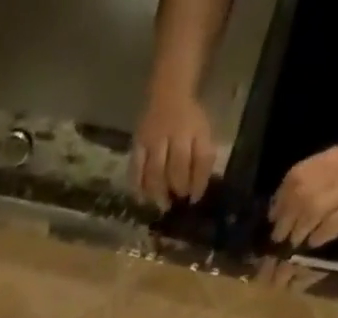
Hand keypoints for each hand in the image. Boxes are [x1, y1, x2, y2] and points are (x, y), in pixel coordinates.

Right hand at [131, 88, 216, 209]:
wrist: (168, 94)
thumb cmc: (188, 121)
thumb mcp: (202, 133)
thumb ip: (202, 160)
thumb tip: (195, 193)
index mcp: (196, 130)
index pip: (202, 157)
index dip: (199, 182)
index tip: (194, 198)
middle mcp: (175, 132)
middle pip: (177, 166)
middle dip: (178, 187)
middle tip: (176, 200)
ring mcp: (154, 138)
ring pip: (155, 171)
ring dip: (158, 192)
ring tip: (161, 204)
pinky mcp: (137, 143)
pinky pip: (135, 169)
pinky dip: (138, 186)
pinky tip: (141, 198)